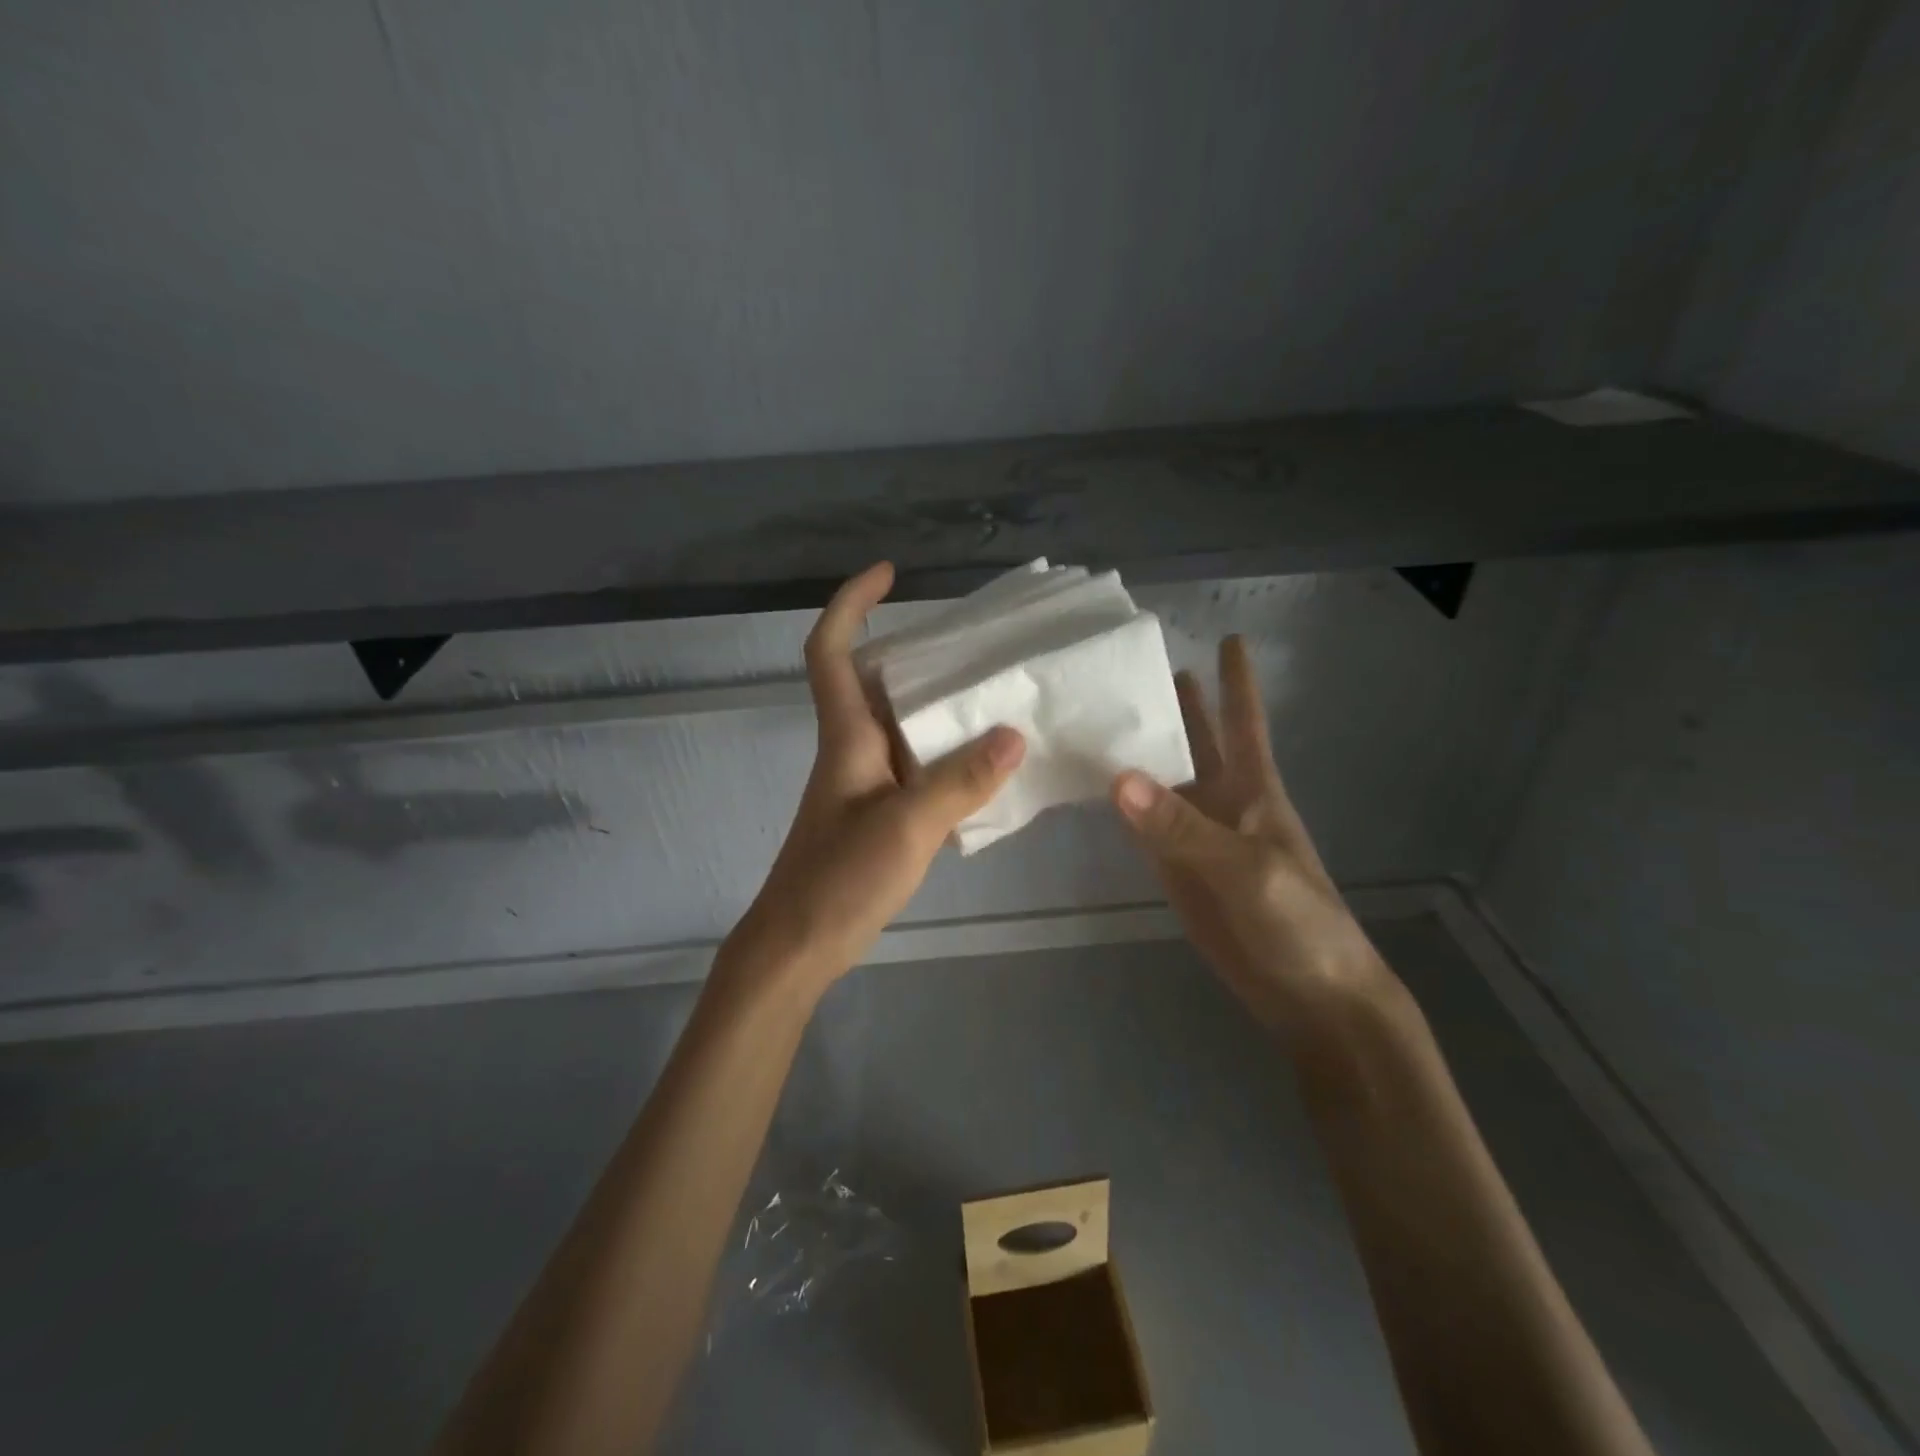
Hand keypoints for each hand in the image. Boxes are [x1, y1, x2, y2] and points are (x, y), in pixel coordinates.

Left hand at [733, 563, 1025, 987]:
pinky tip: (985, 766)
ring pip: (900, 724)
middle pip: (874, 679)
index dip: (852, 604)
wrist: (799, 944)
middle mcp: (852, 748)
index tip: (889, 575)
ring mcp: (864, 782)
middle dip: (916, 652)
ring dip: (938, 705)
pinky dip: (945, 753)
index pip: (831, 650)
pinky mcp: (877, 812)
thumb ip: (961, 782)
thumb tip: (1015, 735)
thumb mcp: (907, 826)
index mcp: (846, 736)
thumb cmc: (840, 878)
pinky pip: (914, 764)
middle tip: (974, 646)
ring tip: (995, 697)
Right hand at [1111, 636, 1385, 1038]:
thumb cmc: (1298, 920)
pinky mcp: (1174, 870)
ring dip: (1137, 750)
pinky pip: (1141, 826)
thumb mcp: (1246, 867)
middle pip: (1195, 741)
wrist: (1308, 995)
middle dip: (1176, 704)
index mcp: (1253, 788)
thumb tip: (1117, 777)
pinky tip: (1097, 782)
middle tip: (1135, 667)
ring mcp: (1195, 837)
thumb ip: (1182, 827)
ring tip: (1100, 714)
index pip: (1243, 721)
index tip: (1227, 637)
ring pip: (1160, 781)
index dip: (1237, 680)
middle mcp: (1221, 802)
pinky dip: (1119, 803)